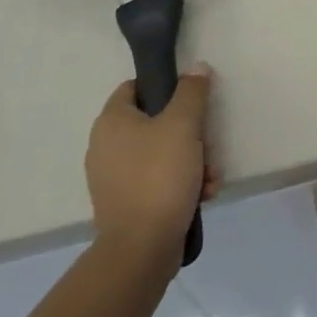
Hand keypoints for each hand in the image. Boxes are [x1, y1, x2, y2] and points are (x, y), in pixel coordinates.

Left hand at [86, 64, 219, 263]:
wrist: (141, 249)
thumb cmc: (159, 176)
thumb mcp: (184, 125)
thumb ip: (192, 92)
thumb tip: (196, 67)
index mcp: (112, 121)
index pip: (136, 86)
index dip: (166, 87)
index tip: (192, 100)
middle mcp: (106, 146)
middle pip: (156, 122)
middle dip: (191, 134)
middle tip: (209, 146)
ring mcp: (114, 177)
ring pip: (162, 154)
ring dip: (193, 161)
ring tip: (211, 178)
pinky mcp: (126, 204)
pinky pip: (157, 181)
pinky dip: (181, 184)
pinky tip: (203, 195)